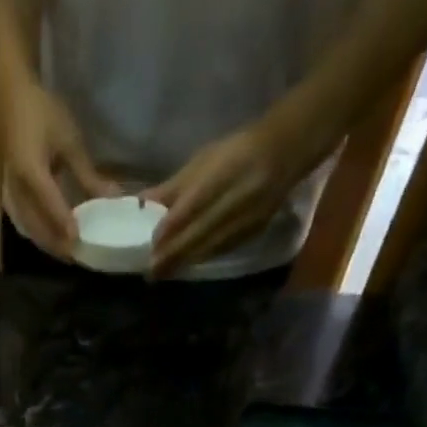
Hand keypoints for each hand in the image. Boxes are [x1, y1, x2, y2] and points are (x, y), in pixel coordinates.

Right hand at [1, 73, 117, 257]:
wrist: (11, 96)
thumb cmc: (43, 112)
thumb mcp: (69, 140)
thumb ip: (88, 175)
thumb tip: (111, 199)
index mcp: (30, 170)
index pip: (49, 204)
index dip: (64, 225)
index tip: (79, 242)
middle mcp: (15, 188)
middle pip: (36, 226)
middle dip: (57, 244)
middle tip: (78, 257)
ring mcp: (9, 194)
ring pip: (29, 230)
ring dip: (48, 244)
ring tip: (69, 254)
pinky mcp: (9, 196)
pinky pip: (24, 223)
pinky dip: (40, 235)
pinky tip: (54, 240)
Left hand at [143, 121, 302, 277]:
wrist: (284, 153)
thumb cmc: (235, 152)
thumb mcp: (204, 161)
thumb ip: (174, 187)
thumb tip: (142, 202)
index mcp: (223, 174)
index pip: (192, 205)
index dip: (172, 227)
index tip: (152, 244)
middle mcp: (236, 198)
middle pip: (200, 232)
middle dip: (174, 253)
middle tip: (151, 271)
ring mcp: (246, 217)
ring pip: (210, 245)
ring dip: (185, 262)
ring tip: (163, 274)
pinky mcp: (252, 231)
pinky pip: (222, 249)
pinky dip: (202, 258)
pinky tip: (186, 266)